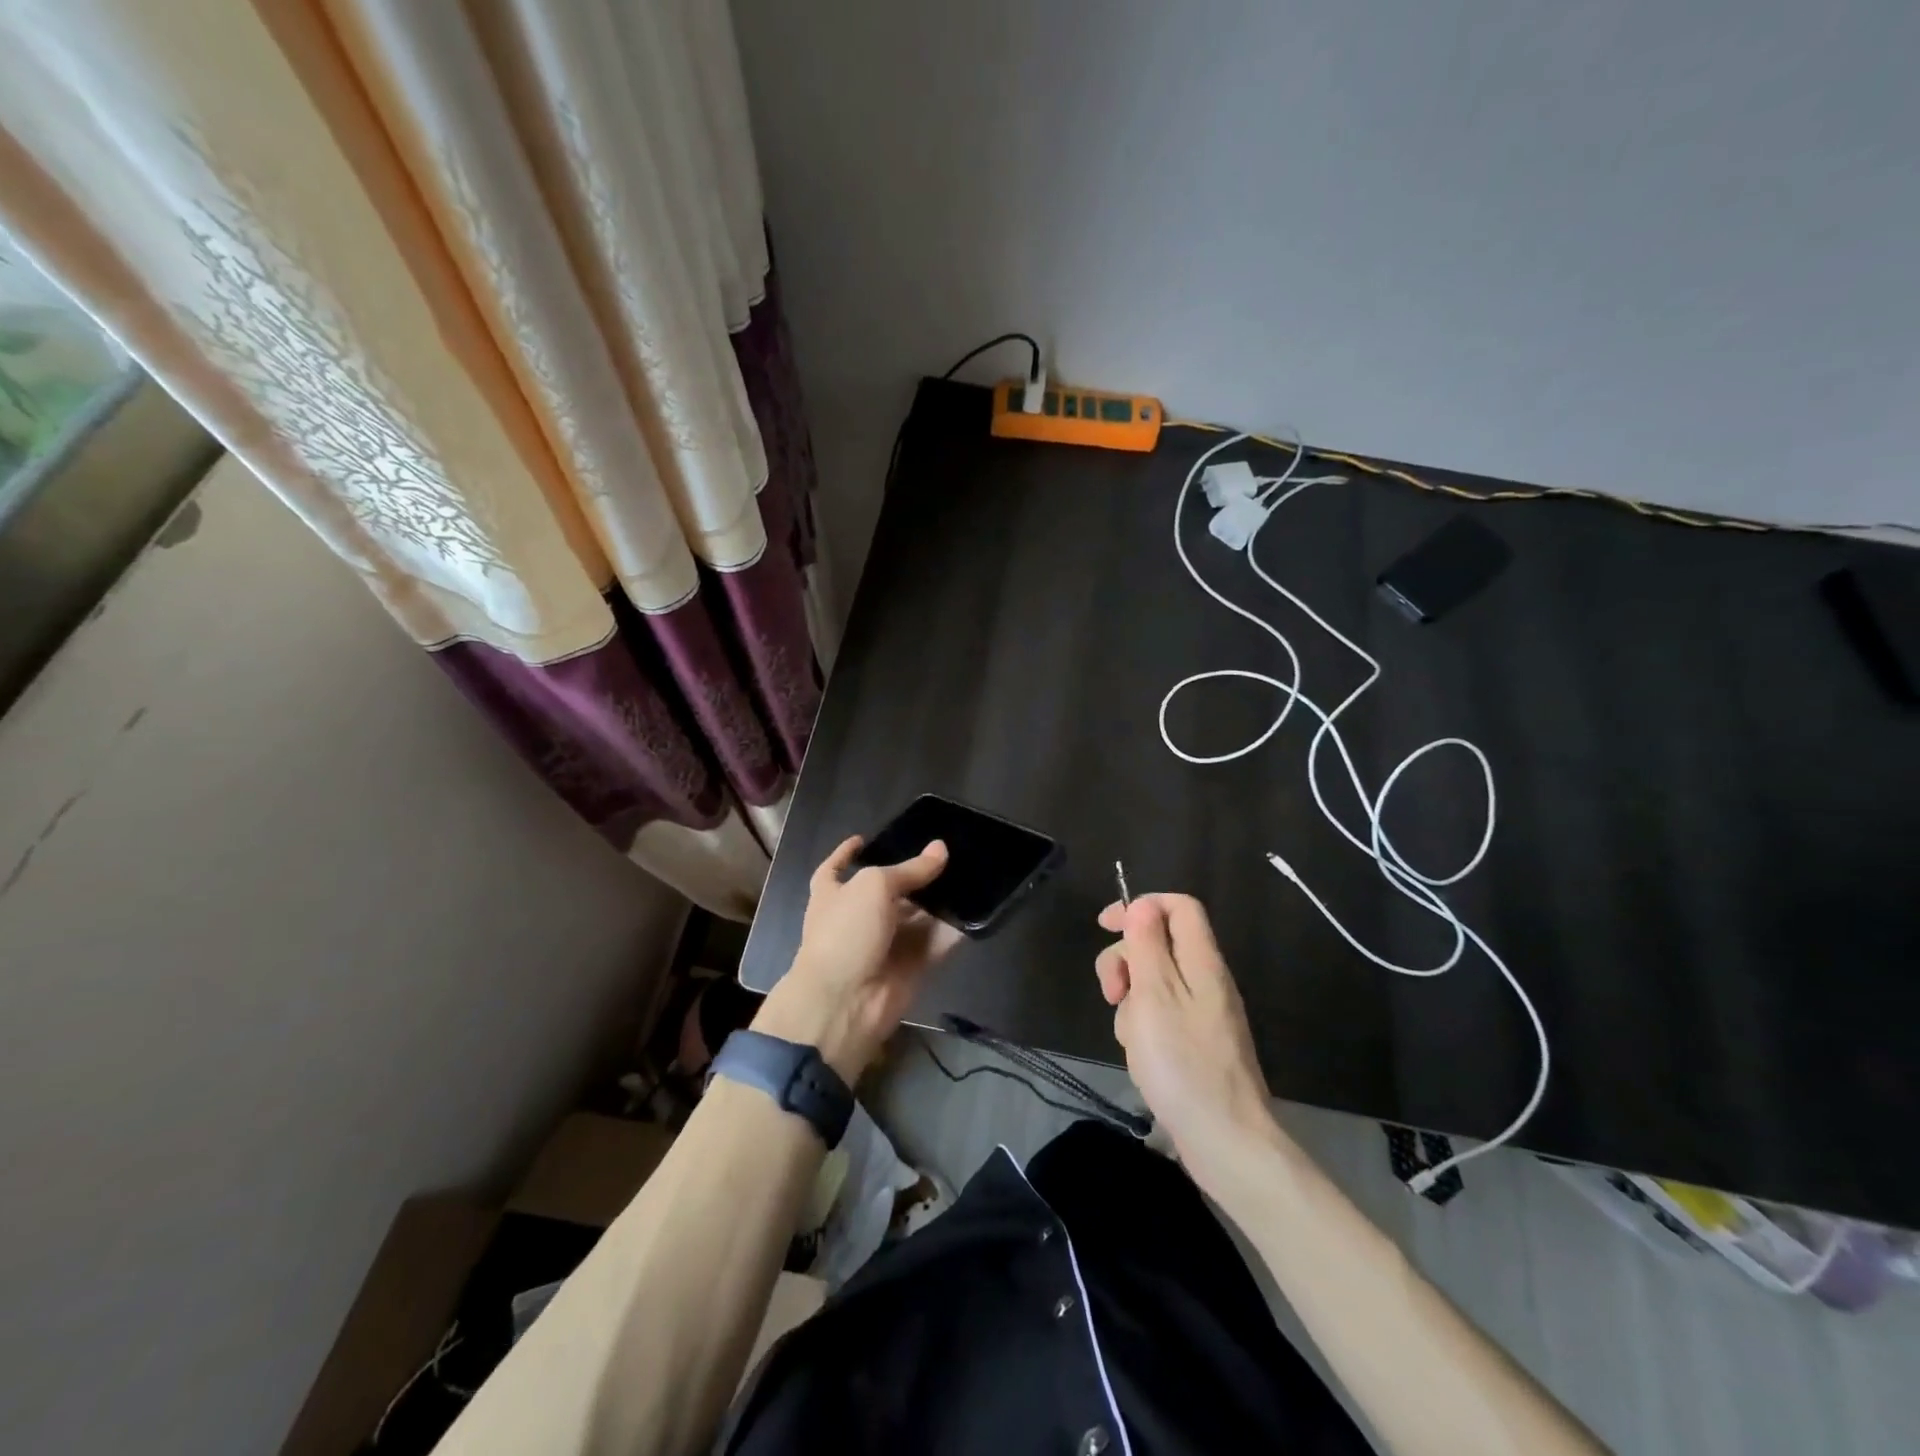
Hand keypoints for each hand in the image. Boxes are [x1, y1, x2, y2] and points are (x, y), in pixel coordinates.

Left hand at [754, 835, 962, 1081]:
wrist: (845, 1002)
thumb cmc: (846, 932)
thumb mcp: (874, 887)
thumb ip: (910, 870)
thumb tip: (940, 848)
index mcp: (833, 893)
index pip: (837, 867)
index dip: (847, 853)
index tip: (863, 839)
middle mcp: (859, 916)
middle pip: (890, 889)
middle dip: (915, 874)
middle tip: (949, 851)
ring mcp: (886, 942)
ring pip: (918, 914)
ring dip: (941, 899)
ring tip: (972, 871)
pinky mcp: (912, 964)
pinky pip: (937, 941)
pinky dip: (954, 929)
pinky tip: (978, 907)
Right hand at [1095, 894, 1278, 1177]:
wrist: (1226, 1141)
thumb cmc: (1183, 1062)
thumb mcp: (1155, 994)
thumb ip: (1147, 944)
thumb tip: (1144, 905)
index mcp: (1202, 961)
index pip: (1178, 906)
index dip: (1140, 906)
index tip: (1106, 926)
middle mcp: (1206, 980)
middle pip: (1160, 943)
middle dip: (1126, 960)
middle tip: (1112, 992)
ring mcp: (1203, 1014)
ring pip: (1154, 983)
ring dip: (1131, 1001)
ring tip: (1130, 1037)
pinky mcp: (1196, 1044)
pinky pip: (1161, 1017)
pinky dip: (1143, 1028)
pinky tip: (1141, 1057)